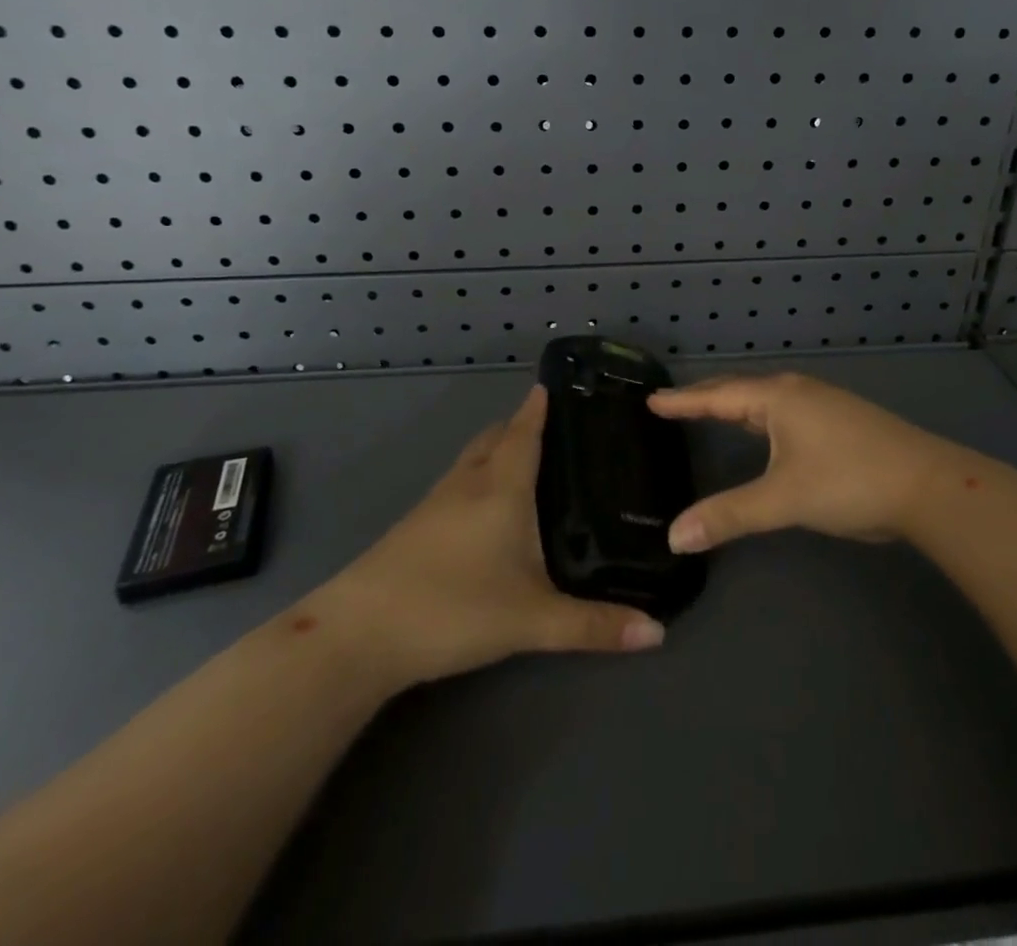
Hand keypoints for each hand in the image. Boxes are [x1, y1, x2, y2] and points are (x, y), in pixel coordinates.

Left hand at [329, 386, 664, 687]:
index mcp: (501, 486)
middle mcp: (468, 483)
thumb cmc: (453, 607)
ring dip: (497, 449)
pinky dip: (479, 477)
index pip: (525, 430)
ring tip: (528, 460)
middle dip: (521, 424)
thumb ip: (594, 626)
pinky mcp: (414, 527)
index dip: (539, 405)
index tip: (557, 382)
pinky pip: (457, 484)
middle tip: (556, 426)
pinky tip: (488, 509)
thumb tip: (658, 633)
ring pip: (473, 460)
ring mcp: (435, 503)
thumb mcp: (533, 619)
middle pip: (495, 437)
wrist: (358, 634)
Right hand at [648, 372, 970, 552]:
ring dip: (735, 404)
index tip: (652, 399)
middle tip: (673, 404)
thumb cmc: (849, 481)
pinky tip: (764, 430)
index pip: (718, 396)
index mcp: (778, 398)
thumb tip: (674, 537)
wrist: (928, 486)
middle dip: (706, 397)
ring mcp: (823, 404)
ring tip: (710, 411)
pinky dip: (760, 416)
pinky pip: (785, 410)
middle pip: (741, 390)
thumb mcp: (783, 499)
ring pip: (766, 400)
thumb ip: (729, 516)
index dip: (683, 401)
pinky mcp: (841, 421)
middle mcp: (797, 391)